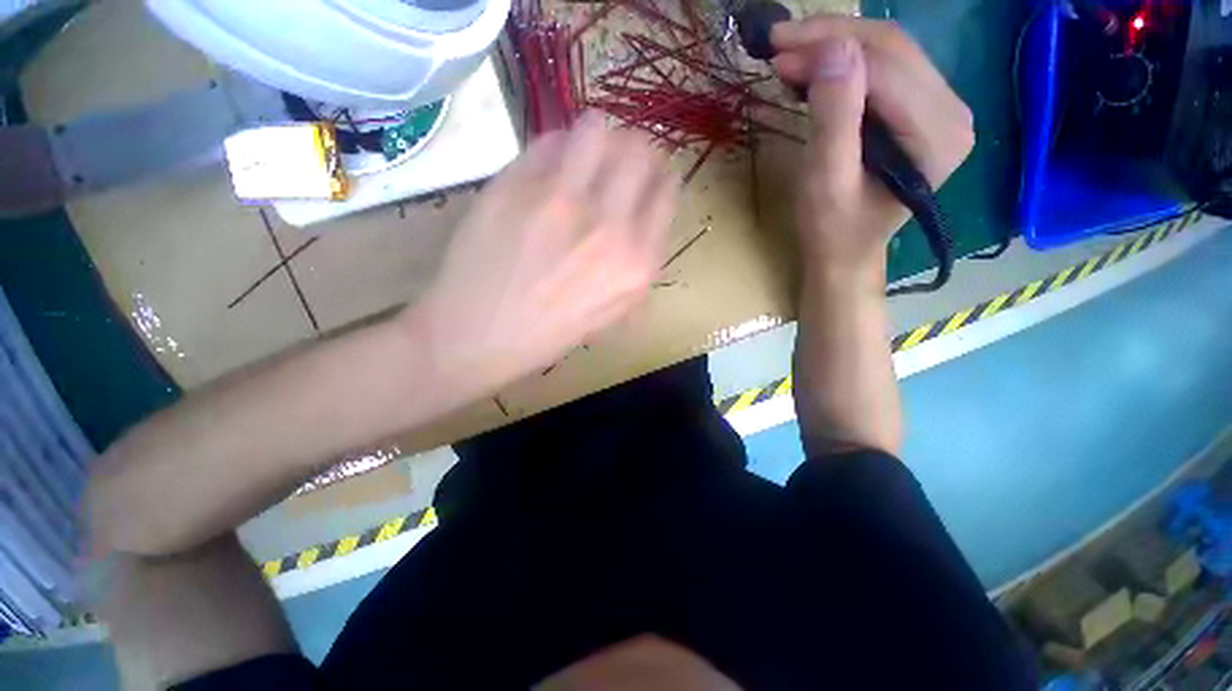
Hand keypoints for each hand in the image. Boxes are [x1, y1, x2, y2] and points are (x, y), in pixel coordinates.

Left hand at [406, 113, 678, 398]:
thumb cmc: (548, 334)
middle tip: (618, 160)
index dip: (659, 176)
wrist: (478, 336)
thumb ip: (638, 269)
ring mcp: (559, 201)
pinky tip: (549, 170)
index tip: (649, 175)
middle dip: (634, 148)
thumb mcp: (610, 315)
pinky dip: (556, 148)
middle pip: (638, 150)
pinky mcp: (514, 185)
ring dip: (597, 138)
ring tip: (584, 156)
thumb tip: (646, 225)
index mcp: (636, 263)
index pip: (666, 191)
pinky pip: (549, 141)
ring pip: (596, 129)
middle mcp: (608, 226)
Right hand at [770, 17, 974, 284]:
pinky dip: (846, 62)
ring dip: (836, 44)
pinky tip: (816, 68)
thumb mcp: (824, 180)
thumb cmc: (831, 228)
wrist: (845, 253)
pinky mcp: (923, 110)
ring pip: (889, 50)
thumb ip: (834, 117)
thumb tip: (831, 49)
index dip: (829, 49)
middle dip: (830, 38)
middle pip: (892, 48)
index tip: (776, 52)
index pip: (885, 66)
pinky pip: (886, 68)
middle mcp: (953, 112)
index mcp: (937, 134)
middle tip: (777, 44)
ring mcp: (942, 108)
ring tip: (789, 55)